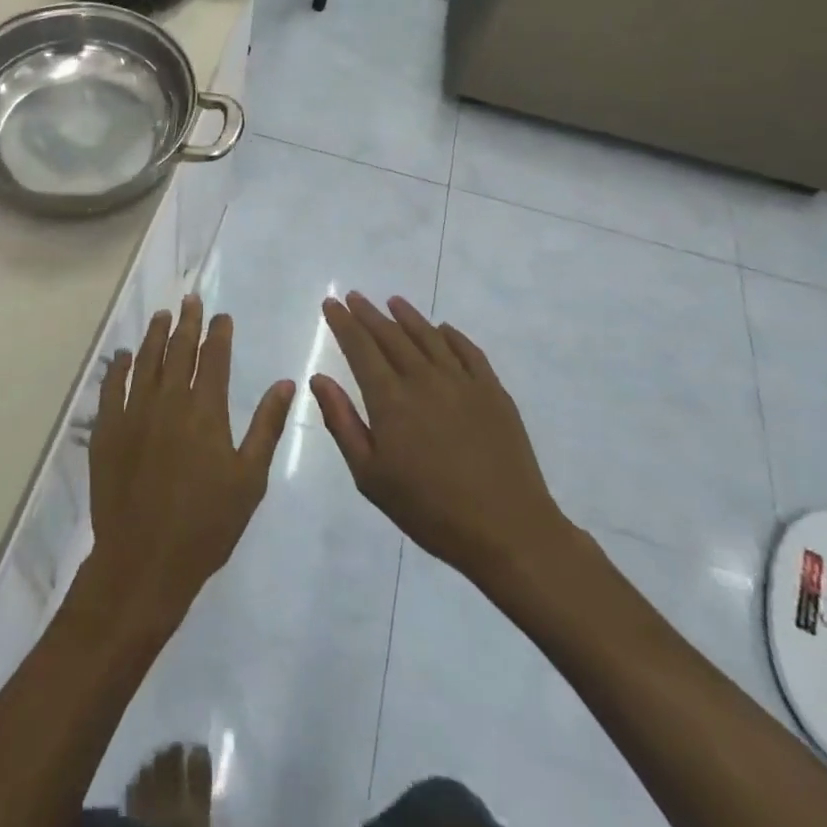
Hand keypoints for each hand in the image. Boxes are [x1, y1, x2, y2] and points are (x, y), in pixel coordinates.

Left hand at [84, 297, 295, 632]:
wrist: (144, 561)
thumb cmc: (206, 525)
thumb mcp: (249, 479)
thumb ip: (266, 426)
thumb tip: (286, 383)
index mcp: (205, 411)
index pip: (213, 358)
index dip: (218, 333)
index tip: (221, 316)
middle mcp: (168, 401)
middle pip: (178, 350)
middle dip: (187, 322)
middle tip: (191, 300)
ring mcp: (133, 413)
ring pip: (145, 361)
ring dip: (155, 335)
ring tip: (162, 315)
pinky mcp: (107, 430)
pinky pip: (111, 387)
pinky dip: (118, 367)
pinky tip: (122, 355)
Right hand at [312, 292, 578, 591]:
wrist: (508, 530)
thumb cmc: (429, 509)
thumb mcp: (370, 475)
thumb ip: (342, 422)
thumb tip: (319, 379)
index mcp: (390, 399)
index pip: (360, 348)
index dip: (343, 323)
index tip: (331, 304)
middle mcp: (424, 379)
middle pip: (391, 335)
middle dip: (368, 314)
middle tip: (354, 296)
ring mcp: (462, 381)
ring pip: (429, 336)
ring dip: (407, 316)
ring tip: (393, 301)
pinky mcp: (493, 391)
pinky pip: (468, 351)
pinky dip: (451, 335)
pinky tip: (442, 329)